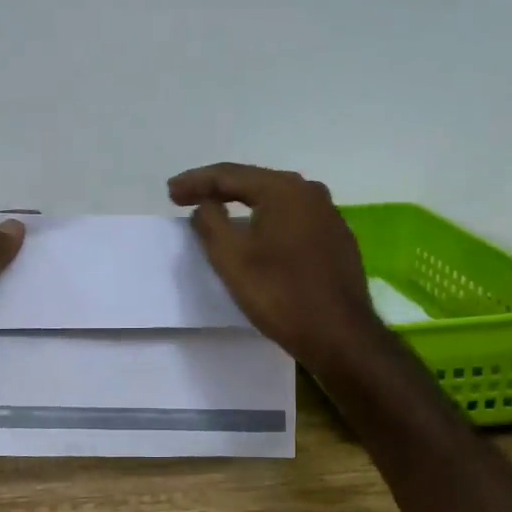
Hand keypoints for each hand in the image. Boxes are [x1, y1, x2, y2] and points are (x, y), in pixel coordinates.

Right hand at [168, 163, 385, 374]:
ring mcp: (328, 216)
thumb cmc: (281, 294)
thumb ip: (210, 223)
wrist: (341, 336)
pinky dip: (265, 221)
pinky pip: (291, 219)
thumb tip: (205, 205)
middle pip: (254, 183)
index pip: (230, 175)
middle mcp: (310, 193)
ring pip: (274, 201)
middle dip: (217, 189)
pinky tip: (254, 232)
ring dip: (242, 204)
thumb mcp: (231, 258)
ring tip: (214, 211)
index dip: (195, 181)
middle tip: (185, 196)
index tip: (170, 192)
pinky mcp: (336, 240)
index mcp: (284, 189)